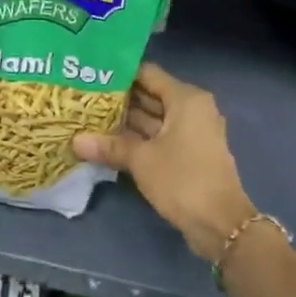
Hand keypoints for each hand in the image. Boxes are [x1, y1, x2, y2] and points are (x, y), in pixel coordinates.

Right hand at [73, 63, 255, 261]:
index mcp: (186, 99)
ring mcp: (192, 133)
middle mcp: (192, 109)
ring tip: (88, 118)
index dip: (120, 74)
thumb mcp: (141, 160)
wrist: (219, 222)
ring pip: (153, 119)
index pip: (148, 74)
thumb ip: (110, 146)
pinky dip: (137, 139)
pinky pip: (158, 138)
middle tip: (82, 98)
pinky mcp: (188, 154)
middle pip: (151, 96)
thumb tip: (76, 141)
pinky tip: (107, 142)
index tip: (91, 75)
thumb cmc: (182, 180)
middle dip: (119, 99)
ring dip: (125, 122)